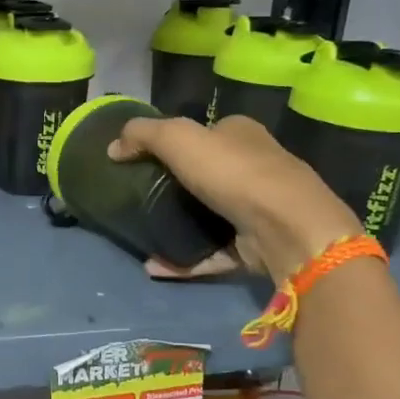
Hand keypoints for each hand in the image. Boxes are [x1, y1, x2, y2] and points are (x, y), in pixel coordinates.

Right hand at [110, 115, 363, 282]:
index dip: (175, 143)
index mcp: (241, 134)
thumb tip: (113, 147)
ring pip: (209, 216)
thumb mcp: (179, 138)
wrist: (286, 228)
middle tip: (137, 198)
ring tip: (143, 234)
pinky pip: (211, 253)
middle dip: (174, 186)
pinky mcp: (255, 246)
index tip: (142, 161)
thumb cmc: (233, 172)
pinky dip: (184, 259)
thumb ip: (143, 135)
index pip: (206, 132)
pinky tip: (154, 265)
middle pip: (206, 174)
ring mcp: (257, 209)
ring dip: (177, 226)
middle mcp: (254, 167)